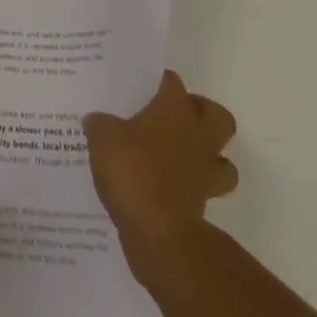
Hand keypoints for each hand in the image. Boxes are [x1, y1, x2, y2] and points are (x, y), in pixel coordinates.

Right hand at [84, 71, 238, 275]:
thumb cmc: (134, 171)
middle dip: (201, 115)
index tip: (142, 87)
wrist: (159, 234)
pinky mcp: (203, 208)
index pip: (172, 81)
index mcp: (175, 109)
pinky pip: (204, 192)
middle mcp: (197, 136)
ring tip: (178, 157)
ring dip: (207, 157)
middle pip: (217, 116)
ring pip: (222, 160)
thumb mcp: (103, 138)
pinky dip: (191, 191)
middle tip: (174, 118)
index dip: (159, 81)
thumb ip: (99, 124)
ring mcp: (205, 173)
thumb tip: (94, 119)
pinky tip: (165, 190)